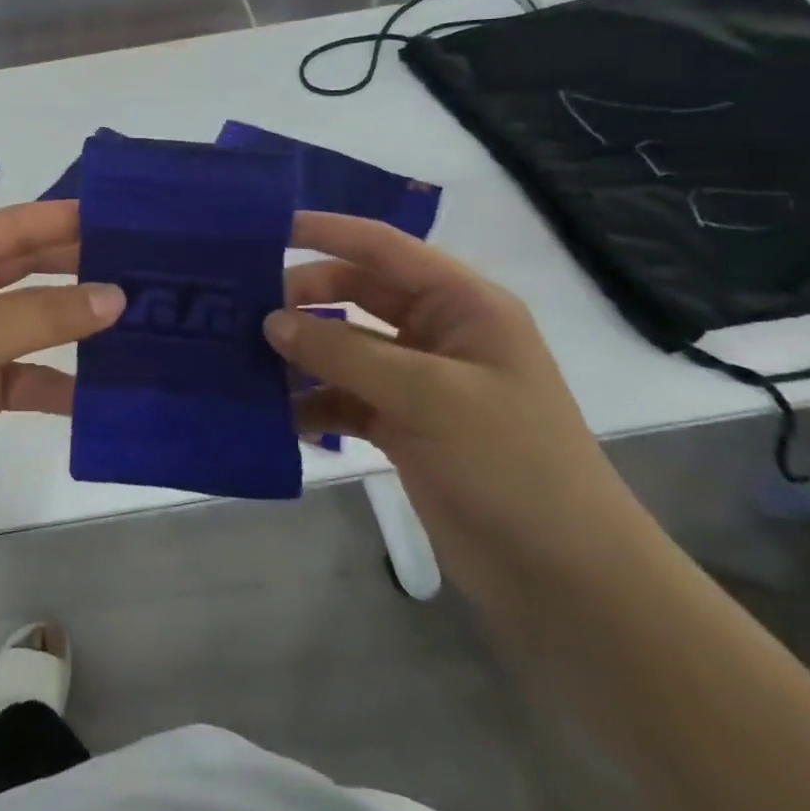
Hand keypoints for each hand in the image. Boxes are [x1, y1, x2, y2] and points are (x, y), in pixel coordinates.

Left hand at [0, 200, 122, 543]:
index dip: (66, 219)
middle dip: (79, 268)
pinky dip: (57, 380)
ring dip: (74, 324)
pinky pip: (26, 373)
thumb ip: (44, 314)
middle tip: (145, 267)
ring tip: (137, 321)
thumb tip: (117, 296)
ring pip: (32, 321)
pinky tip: (98, 391)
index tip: (128, 218)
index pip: (13, 225)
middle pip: (26, 268)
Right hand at [268, 214, 653, 614]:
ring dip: (300, 353)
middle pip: (355, 293)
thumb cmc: (511, 465)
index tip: (264, 230)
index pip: (383, 247)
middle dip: (302, 298)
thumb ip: (343, 352)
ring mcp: (418, 380)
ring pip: (343, 346)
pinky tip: (275, 415)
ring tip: (244, 360)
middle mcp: (437, 331)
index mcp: (462, 304)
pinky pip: (344, 396)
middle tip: (243, 310)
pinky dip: (312, 402)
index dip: (326, 231)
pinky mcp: (403, 423)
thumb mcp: (426, 396)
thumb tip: (270, 321)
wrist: (566, 580)